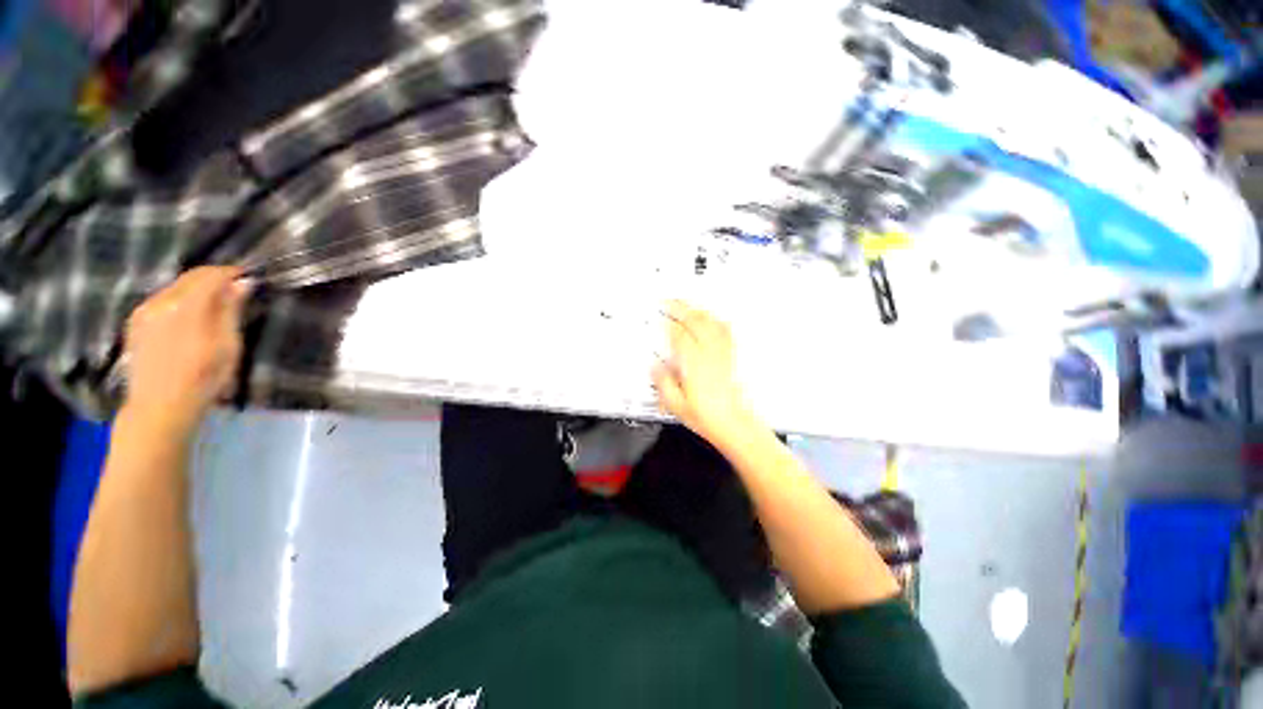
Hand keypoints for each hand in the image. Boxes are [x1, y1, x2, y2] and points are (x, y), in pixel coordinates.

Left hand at [123, 267, 248, 432]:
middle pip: (190, 277)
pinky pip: (161, 300)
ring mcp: (144, 311)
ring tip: (213, 304)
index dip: (231, 273)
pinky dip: (179, 300)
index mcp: (186, 305)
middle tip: (234, 290)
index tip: (248, 278)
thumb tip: (242, 283)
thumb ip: (231, 310)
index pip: (210, 275)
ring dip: (196, 289)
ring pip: (174, 287)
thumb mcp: (228, 345)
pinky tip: (188, 317)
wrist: (159, 407)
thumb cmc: (203, 378)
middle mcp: (161, 301)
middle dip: (213, 279)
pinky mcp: (135, 323)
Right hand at [652, 301, 758, 448]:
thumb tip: (655, 367)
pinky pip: (726, 332)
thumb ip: (663, 382)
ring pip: (711, 323)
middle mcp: (709, 354)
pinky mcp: (733, 357)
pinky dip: (717, 321)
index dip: (668, 322)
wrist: (735, 424)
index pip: (678, 334)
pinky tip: (714, 319)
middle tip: (671, 302)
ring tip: (689, 306)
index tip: (661, 315)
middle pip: (695, 322)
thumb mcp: (676, 404)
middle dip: (681, 309)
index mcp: (693, 364)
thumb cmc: (708, 417)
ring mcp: (723, 354)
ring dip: (698, 311)